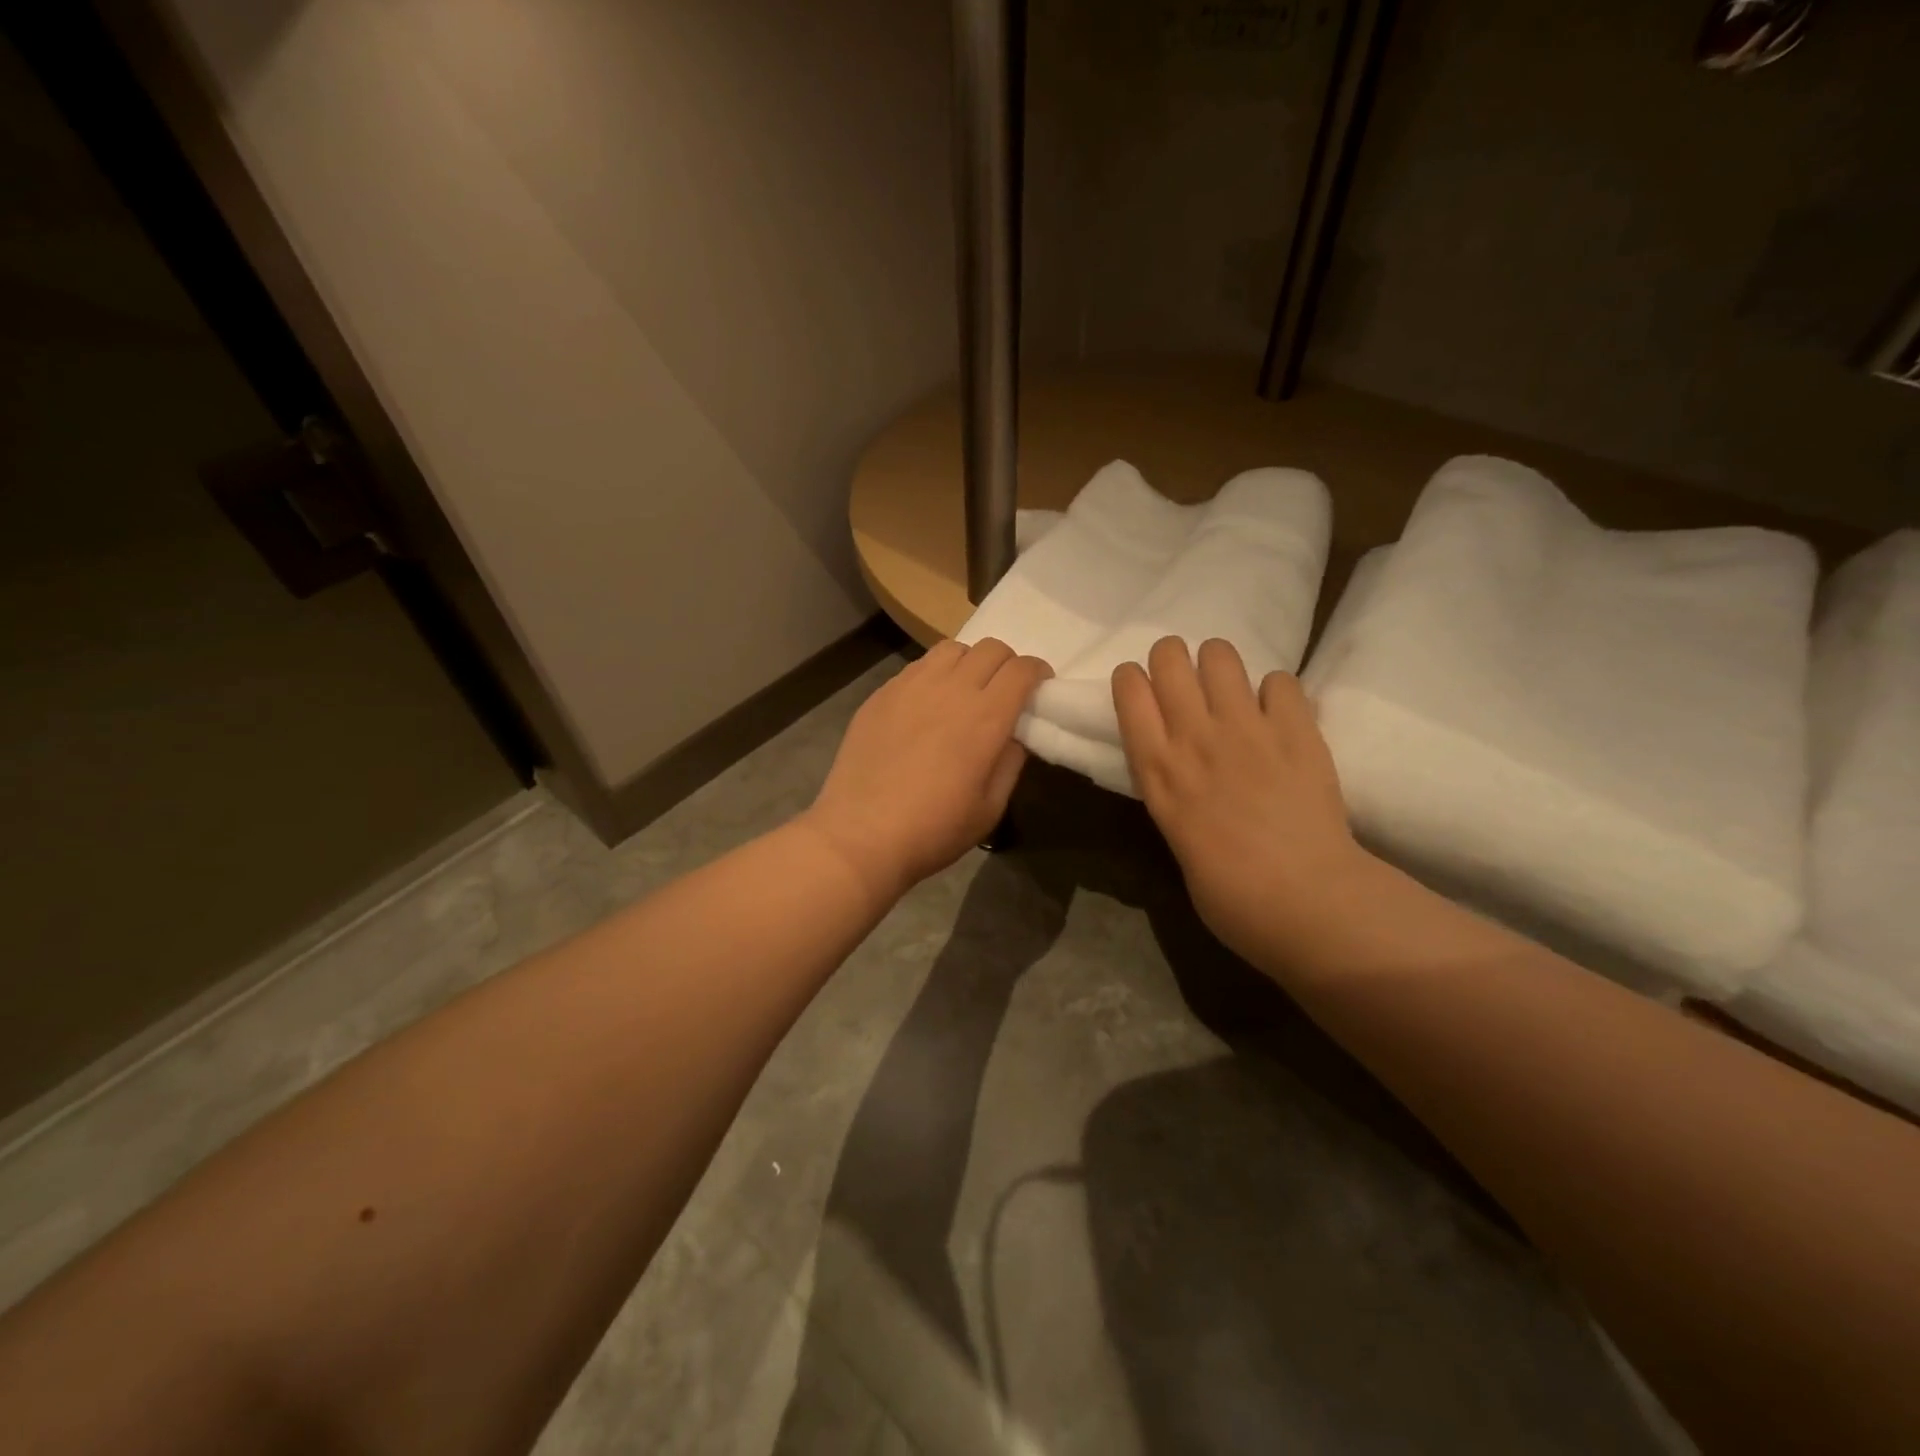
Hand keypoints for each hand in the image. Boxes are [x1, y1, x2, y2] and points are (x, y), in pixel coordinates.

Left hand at [802, 639, 1051, 905]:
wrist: (861, 835)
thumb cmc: (934, 829)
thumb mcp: (990, 807)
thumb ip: (1010, 761)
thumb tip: (1015, 733)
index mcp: (985, 717)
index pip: (1022, 669)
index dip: (1038, 672)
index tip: (1039, 688)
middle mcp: (951, 689)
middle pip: (991, 649)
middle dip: (1007, 664)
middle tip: (1005, 691)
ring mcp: (911, 686)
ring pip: (952, 649)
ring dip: (969, 662)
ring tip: (964, 691)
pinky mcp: (881, 694)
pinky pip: (918, 667)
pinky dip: (935, 674)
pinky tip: (927, 705)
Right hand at [1113, 637, 1373, 967]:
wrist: (1305, 901)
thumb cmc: (1230, 895)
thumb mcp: (1175, 838)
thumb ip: (1174, 794)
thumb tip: (1186, 776)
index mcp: (1157, 770)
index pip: (1129, 690)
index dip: (1132, 681)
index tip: (1142, 693)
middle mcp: (1194, 736)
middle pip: (1169, 657)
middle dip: (1172, 660)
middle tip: (1186, 685)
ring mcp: (1247, 728)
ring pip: (1220, 654)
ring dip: (1219, 666)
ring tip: (1230, 691)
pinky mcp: (1297, 729)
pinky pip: (1279, 680)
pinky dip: (1275, 693)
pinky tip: (1279, 717)